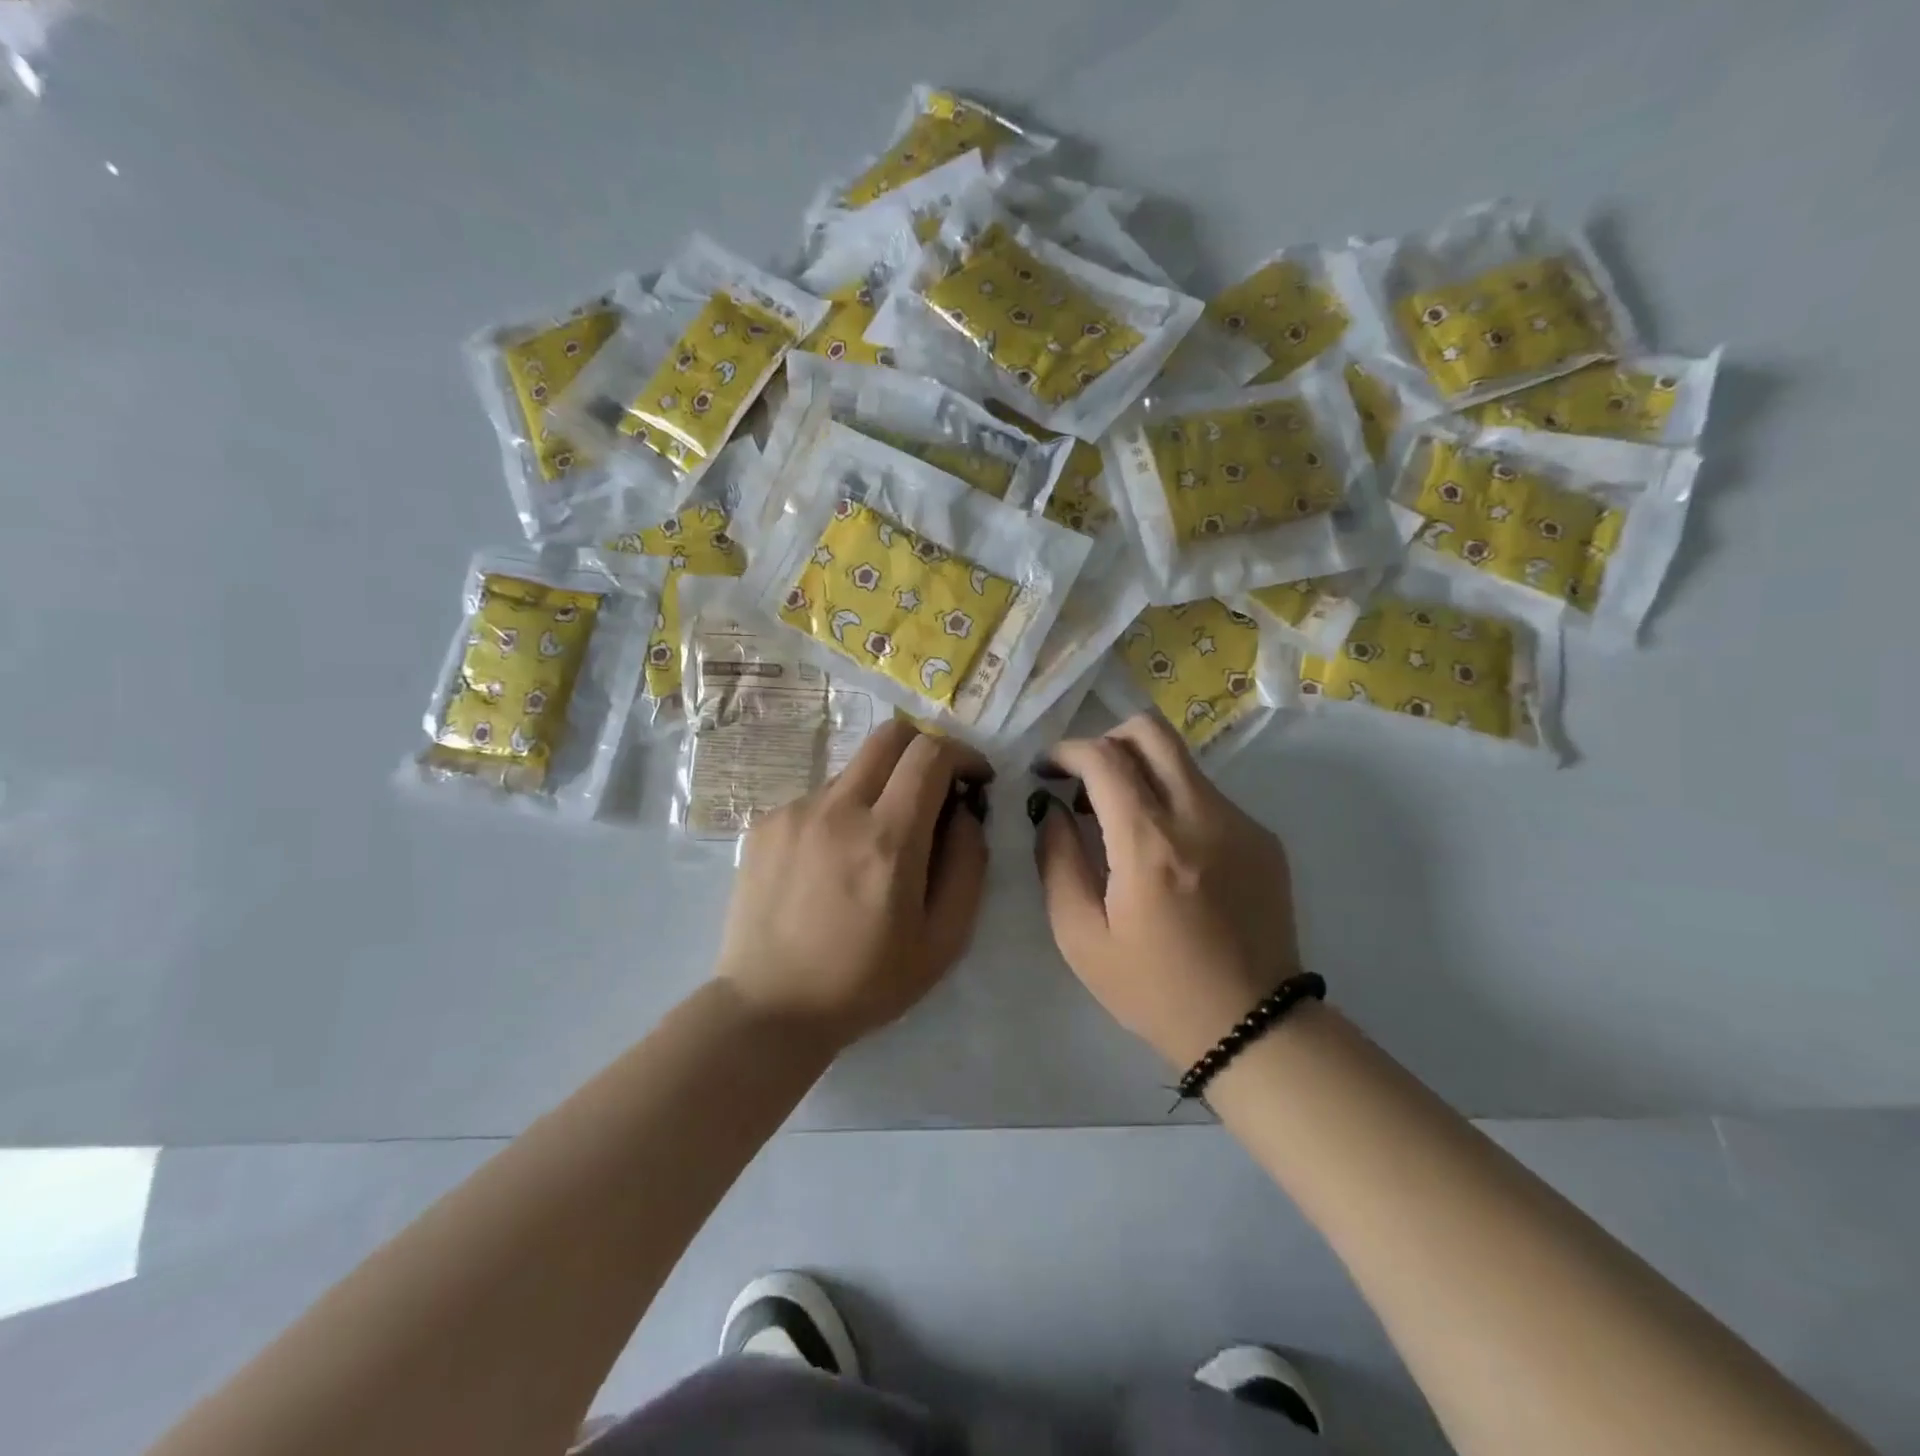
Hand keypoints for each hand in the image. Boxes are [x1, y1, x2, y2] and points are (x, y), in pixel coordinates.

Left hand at [716, 720, 991, 1049]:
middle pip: (890, 735)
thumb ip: (968, 865)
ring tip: (877, 844)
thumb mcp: (943, 940)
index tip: (974, 780)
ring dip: (881, 788)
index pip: (930, 754)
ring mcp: (795, 812)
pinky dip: (843, 812)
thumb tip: (965, 812)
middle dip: (925, 750)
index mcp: (887, 839)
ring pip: (855, 769)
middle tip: (935, 791)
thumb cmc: (866, 982)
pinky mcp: (766, 823)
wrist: (769, 1008)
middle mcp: (838, 809)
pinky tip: (833, 863)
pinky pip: (820, 797)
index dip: (963, 754)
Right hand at [1032, 713, 1301, 1068]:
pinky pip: (1206, 795)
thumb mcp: (1081, 937)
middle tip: (1085, 778)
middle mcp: (1200, 816)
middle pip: (1151, 731)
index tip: (1046, 770)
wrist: (1253, 1027)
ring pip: (1180, 761)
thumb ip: (1057, 860)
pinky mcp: (1264, 838)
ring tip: (1120, 821)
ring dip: (1140, 772)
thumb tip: (1051, 809)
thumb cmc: (1154, 989)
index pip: (1103, 757)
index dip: (1066, 751)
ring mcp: (1240, 823)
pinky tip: (1166, 853)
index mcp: (1150, 844)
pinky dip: (1174, 802)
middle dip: (1107, 739)